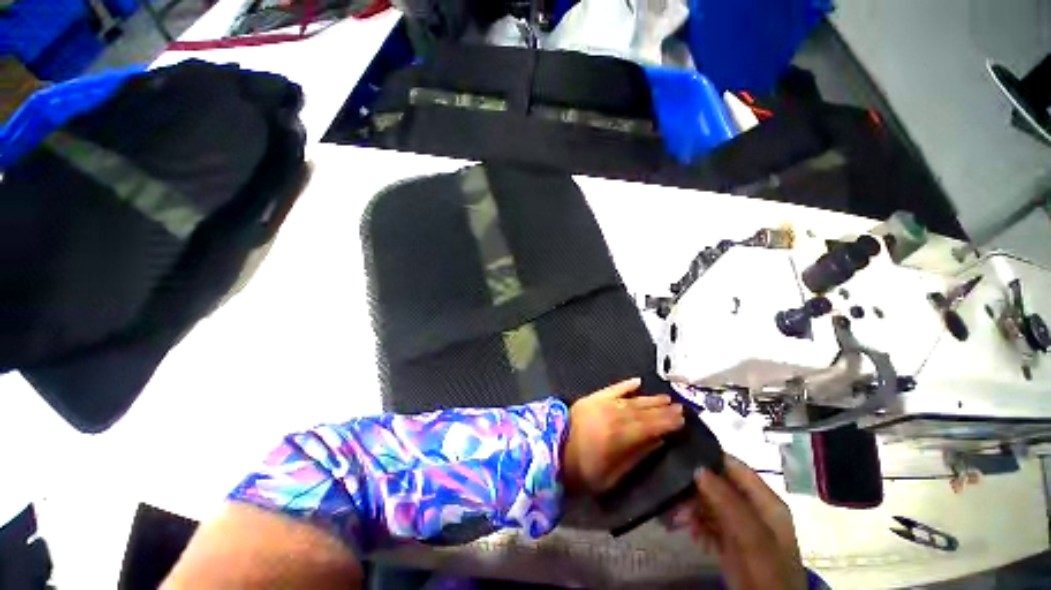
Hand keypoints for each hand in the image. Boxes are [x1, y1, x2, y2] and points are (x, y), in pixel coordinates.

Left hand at [562, 377, 684, 494]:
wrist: (552, 448)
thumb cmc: (582, 470)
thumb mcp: (612, 476)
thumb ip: (636, 457)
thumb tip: (658, 442)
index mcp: (620, 437)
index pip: (650, 427)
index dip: (667, 423)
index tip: (683, 419)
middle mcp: (614, 415)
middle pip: (644, 411)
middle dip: (663, 409)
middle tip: (680, 407)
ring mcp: (603, 403)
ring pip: (632, 399)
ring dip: (650, 398)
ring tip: (666, 397)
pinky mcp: (592, 397)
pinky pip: (613, 388)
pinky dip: (625, 385)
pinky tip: (637, 381)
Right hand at [677, 455, 805, 589]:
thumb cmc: (766, 572)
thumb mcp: (751, 537)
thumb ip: (728, 502)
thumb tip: (698, 468)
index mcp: (766, 501)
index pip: (734, 466)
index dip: (709, 458)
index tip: (681, 458)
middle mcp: (754, 508)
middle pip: (719, 484)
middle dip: (696, 489)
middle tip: (676, 499)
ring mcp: (742, 526)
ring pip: (711, 502)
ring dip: (693, 507)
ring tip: (680, 519)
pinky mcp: (731, 541)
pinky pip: (709, 521)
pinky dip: (697, 524)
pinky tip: (691, 533)